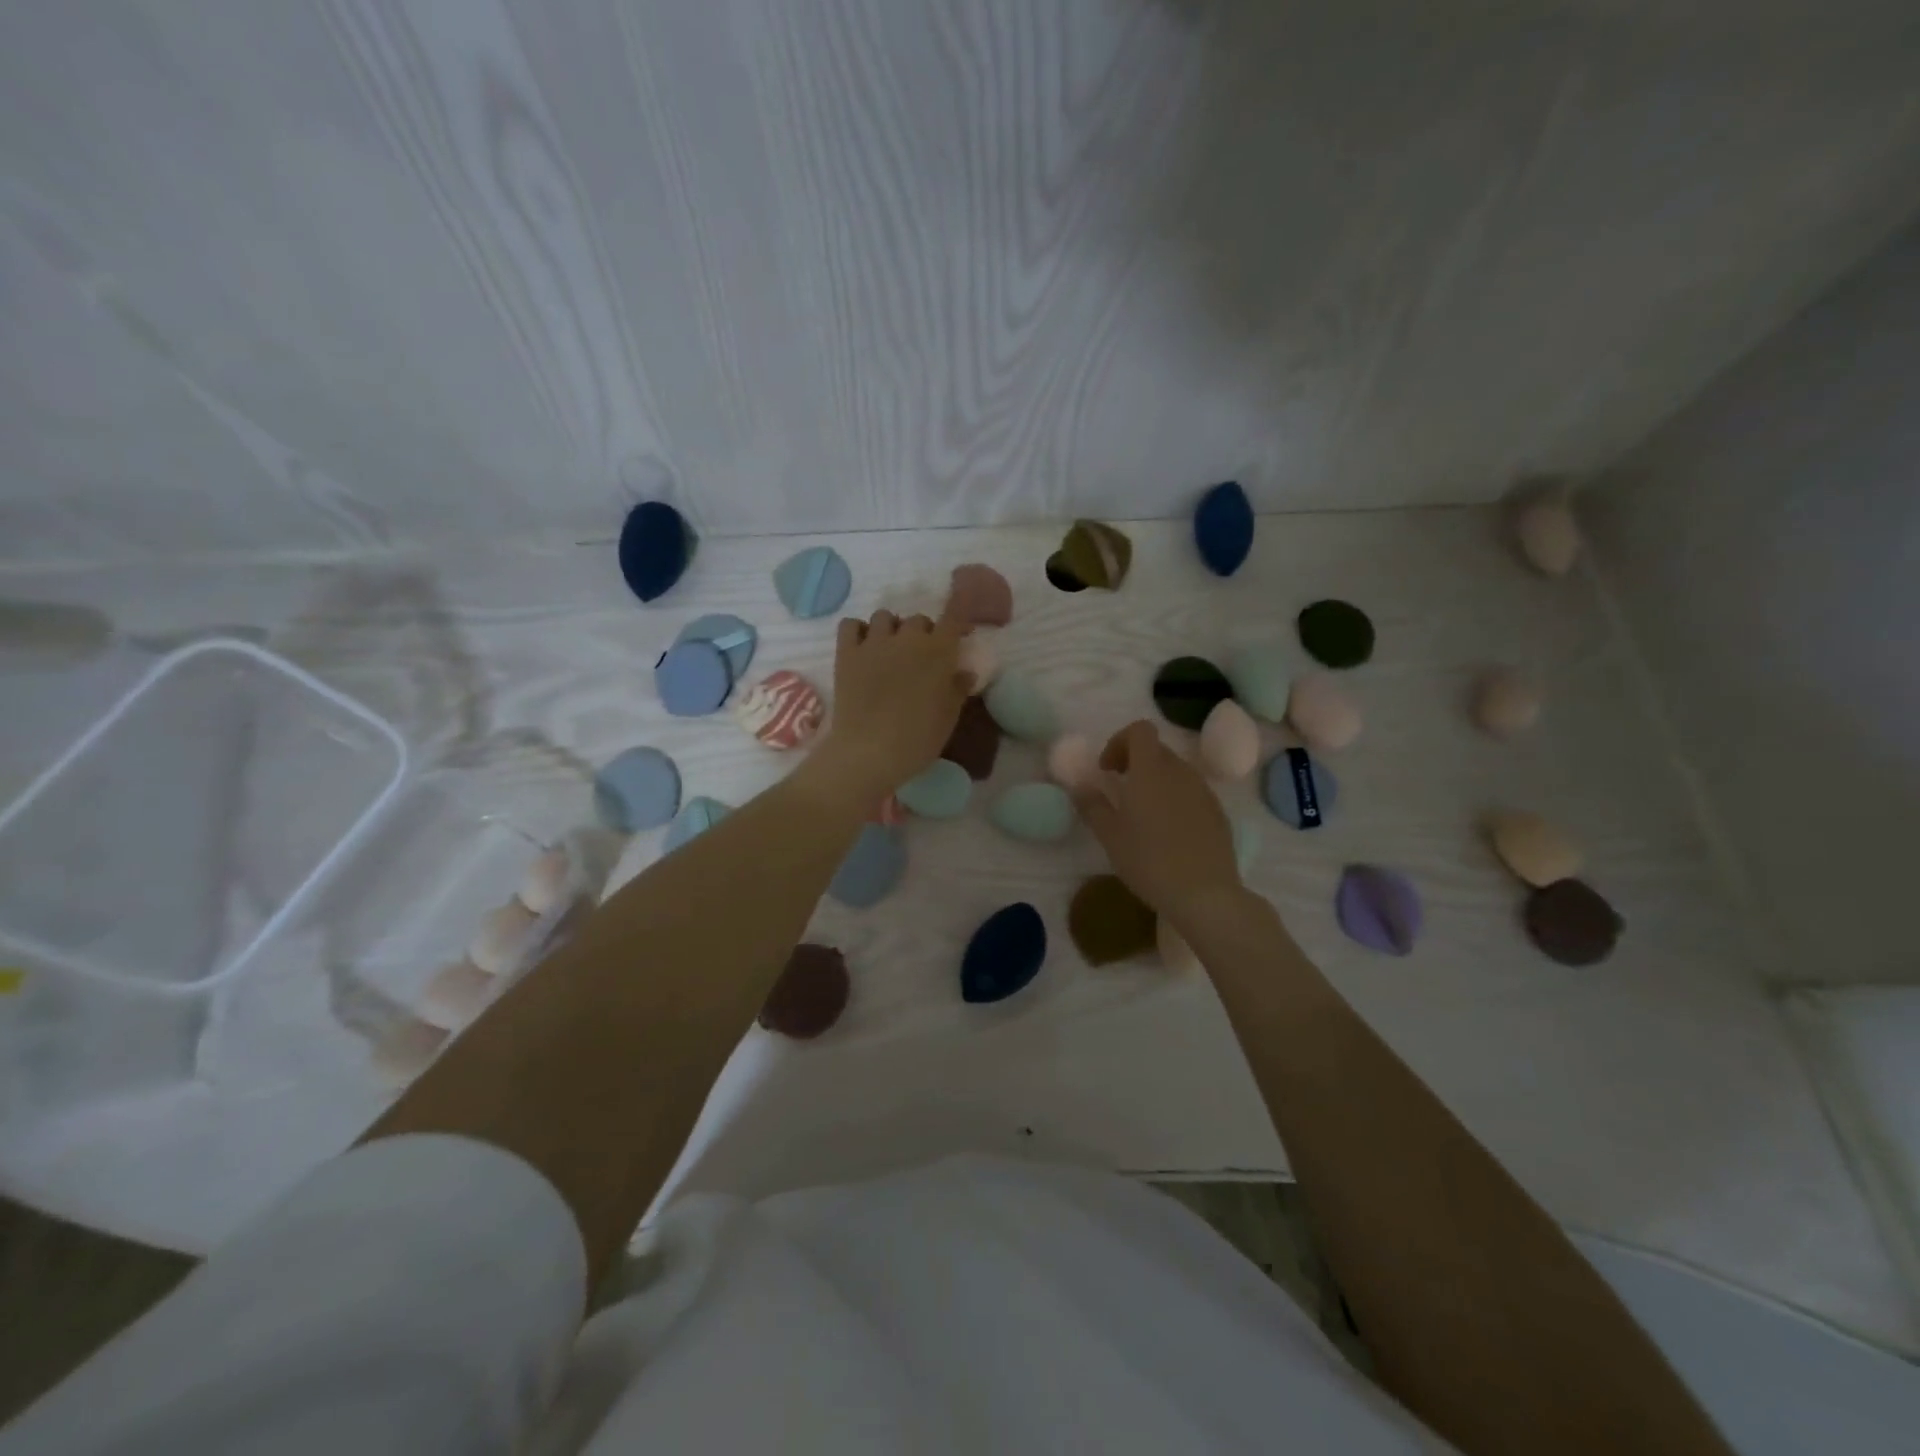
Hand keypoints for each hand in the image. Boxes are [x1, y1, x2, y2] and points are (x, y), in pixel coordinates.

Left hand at [812, 609, 969, 805]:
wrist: (870, 752)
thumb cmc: (918, 739)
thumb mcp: (948, 718)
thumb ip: (958, 689)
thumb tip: (965, 672)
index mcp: (938, 651)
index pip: (953, 618)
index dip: (959, 620)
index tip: (960, 633)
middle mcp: (907, 638)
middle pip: (918, 620)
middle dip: (923, 633)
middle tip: (921, 657)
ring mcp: (874, 643)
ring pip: (884, 617)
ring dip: (891, 629)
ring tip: (890, 650)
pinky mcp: (847, 653)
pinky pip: (850, 625)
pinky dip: (858, 631)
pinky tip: (863, 648)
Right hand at [1071, 721, 1242, 926]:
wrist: (1205, 894)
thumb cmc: (1149, 861)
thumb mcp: (1110, 835)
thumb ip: (1092, 805)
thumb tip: (1081, 786)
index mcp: (1151, 770)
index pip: (1140, 730)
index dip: (1119, 741)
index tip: (1107, 769)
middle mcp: (1180, 772)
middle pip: (1157, 749)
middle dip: (1135, 761)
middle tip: (1119, 790)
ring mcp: (1204, 791)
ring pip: (1175, 771)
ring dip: (1155, 781)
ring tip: (1142, 814)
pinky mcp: (1218, 813)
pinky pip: (1192, 792)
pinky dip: (1175, 799)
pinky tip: (1167, 833)